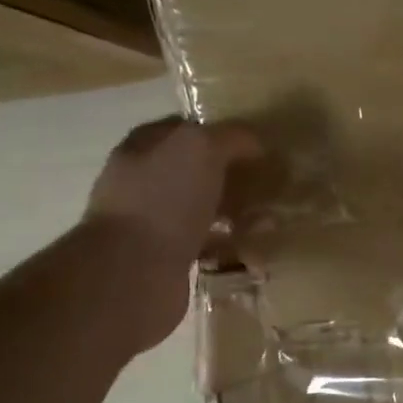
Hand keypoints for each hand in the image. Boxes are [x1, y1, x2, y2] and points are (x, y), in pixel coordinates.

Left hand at [81, 118, 260, 346]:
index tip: (252, 143)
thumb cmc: (163, 201)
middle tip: (267, 182)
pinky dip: (232, 245)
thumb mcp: (201, 149)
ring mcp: (152, 223)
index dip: (215, 131)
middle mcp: (141, 184)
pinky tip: (255, 247)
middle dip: (231, 175)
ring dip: (236, 212)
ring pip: (203, 208)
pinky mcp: (167, 258)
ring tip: (270, 219)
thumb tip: (254, 143)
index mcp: (140, 150)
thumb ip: (230, 137)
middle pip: (194, 171)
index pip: (180, 129)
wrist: (132, 273)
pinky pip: (208, 244)